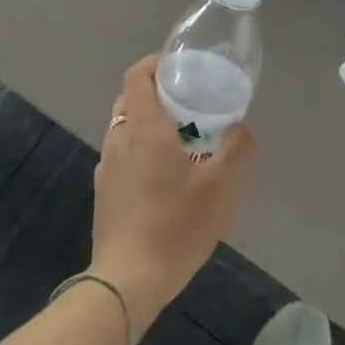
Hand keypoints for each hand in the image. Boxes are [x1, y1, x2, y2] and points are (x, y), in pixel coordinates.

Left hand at [89, 55, 255, 334]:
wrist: (128, 281)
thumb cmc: (176, 225)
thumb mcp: (222, 186)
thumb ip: (237, 148)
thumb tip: (239, 129)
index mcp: (144, 129)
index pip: (138, 76)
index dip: (156, 63)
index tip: (180, 67)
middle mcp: (119, 141)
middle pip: (131, 100)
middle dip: (158, 94)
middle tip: (190, 104)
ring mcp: (106, 169)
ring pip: (125, 130)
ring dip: (149, 126)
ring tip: (182, 142)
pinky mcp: (105, 194)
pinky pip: (123, 157)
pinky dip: (141, 152)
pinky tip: (165, 179)